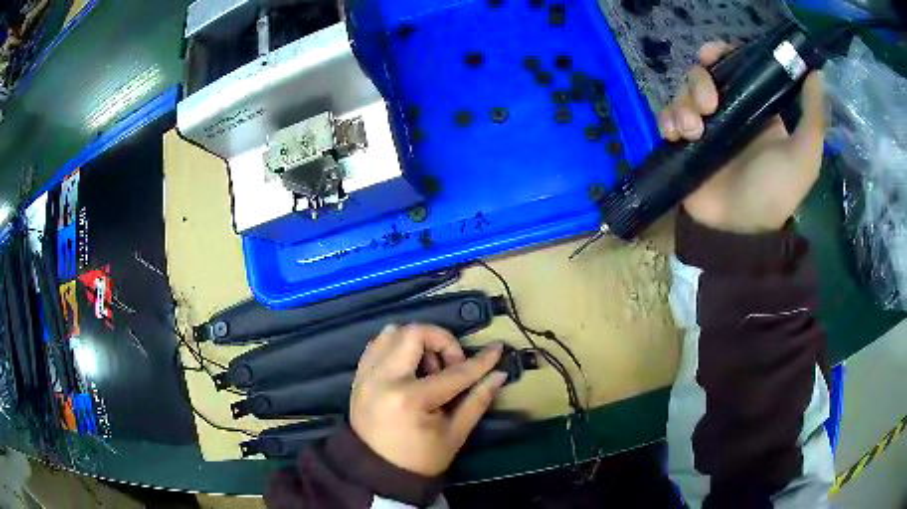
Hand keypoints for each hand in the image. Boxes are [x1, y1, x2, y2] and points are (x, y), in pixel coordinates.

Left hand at [350, 324, 507, 476]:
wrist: (378, 471)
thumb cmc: (421, 459)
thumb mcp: (455, 434)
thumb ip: (477, 400)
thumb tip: (499, 374)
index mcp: (410, 399)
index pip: (453, 372)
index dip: (479, 361)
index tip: (497, 349)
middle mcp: (383, 379)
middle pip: (414, 333)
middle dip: (442, 342)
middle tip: (451, 365)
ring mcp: (366, 375)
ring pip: (392, 332)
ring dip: (417, 342)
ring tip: (428, 368)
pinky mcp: (358, 376)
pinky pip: (377, 344)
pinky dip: (397, 347)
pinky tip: (410, 368)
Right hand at [658, 41, 826, 233]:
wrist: (737, 233)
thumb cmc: (773, 193)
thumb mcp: (804, 157)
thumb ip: (813, 117)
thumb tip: (816, 72)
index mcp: (756, 109)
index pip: (735, 67)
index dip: (722, 54)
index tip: (713, 56)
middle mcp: (729, 112)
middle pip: (704, 74)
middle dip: (699, 81)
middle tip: (708, 105)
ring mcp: (705, 127)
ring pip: (684, 93)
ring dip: (684, 105)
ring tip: (692, 132)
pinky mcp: (683, 143)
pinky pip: (667, 116)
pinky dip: (667, 120)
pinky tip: (675, 136)